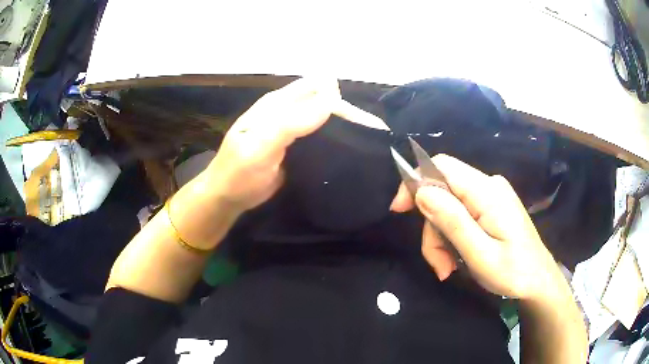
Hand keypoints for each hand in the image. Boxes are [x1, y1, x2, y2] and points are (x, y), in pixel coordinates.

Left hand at [201, 77, 385, 213]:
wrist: (227, 197)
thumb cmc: (239, 173)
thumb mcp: (261, 146)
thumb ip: (292, 122)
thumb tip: (331, 99)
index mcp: (277, 103)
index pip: (316, 89)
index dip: (339, 101)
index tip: (362, 124)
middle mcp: (286, 110)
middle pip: (323, 101)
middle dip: (345, 113)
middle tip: (368, 137)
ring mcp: (292, 129)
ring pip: (323, 119)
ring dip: (341, 127)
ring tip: (364, 144)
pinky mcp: (296, 147)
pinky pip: (319, 137)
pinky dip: (332, 140)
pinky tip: (345, 151)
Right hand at [390, 154, 564, 299]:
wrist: (539, 282)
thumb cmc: (514, 273)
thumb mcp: (480, 254)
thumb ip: (453, 221)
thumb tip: (422, 191)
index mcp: (487, 192)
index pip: (442, 166)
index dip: (415, 181)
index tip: (399, 211)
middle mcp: (489, 186)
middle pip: (443, 192)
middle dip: (432, 227)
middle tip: (438, 263)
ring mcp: (491, 196)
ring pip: (450, 206)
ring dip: (442, 238)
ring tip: (448, 268)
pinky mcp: (492, 207)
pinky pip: (462, 213)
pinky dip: (453, 236)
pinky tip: (457, 259)